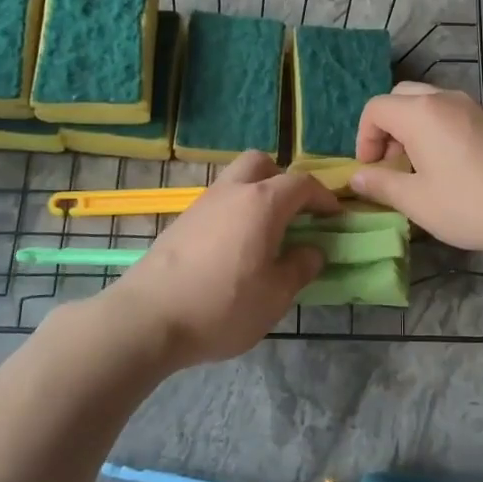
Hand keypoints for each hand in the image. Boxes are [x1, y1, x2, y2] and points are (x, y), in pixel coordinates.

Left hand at [104, 151, 338, 367]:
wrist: (147, 318)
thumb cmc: (222, 306)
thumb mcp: (275, 296)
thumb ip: (300, 267)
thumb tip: (312, 250)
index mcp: (262, 203)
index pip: (302, 183)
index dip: (323, 196)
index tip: (335, 217)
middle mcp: (232, 192)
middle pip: (261, 163)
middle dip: (283, 180)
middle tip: (294, 212)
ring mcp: (202, 204)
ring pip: (235, 180)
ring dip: (256, 194)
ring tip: (266, 234)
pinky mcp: (181, 222)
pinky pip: (218, 202)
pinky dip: (234, 212)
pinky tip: (235, 248)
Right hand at [352, 83, 482, 254]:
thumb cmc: (466, 203)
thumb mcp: (415, 200)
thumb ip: (380, 184)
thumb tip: (357, 177)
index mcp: (420, 112)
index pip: (376, 108)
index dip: (364, 137)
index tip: (371, 169)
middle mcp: (444, 98)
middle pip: (401, 97)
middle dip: (387, 126)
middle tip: (391, 162)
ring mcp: (471, 106)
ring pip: (427, 101)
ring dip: (411, 126)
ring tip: (416, 164)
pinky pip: (449, 111)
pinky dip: (435, 127)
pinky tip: (445, 164)